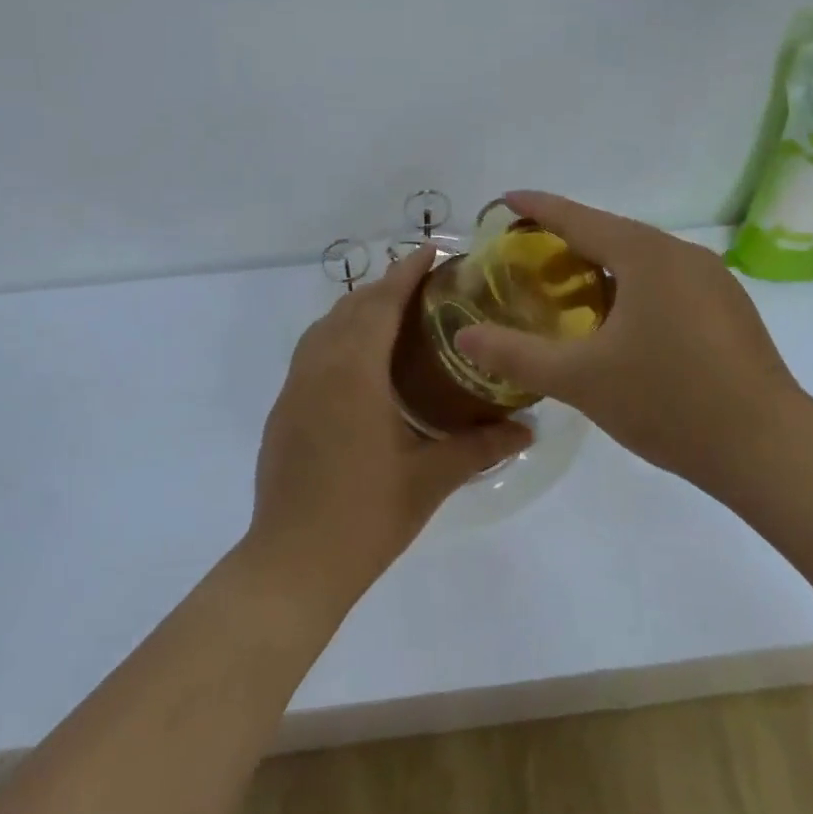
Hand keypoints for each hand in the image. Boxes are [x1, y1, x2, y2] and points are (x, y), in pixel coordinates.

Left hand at [250, 246, 532, 601]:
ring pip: (325, 327)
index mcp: (354, 371)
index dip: (407, 272)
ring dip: (358, 310)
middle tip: (426, 287)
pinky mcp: (284, 409)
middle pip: (351, 307)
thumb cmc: (366, 515)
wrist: (293, 562)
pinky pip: (312, 351)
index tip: (433, 251)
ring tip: (396, 317)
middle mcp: (318, 366)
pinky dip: (338, 336)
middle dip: (386, 287)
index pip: (381, 303)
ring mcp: (295, 387)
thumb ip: (480, 446)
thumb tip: (528, 428)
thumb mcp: (430, 478)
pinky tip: (361, 363)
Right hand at [454, 192, 812, 487]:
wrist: (769, 449)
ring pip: (642, 259)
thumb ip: (516, 354)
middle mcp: (682, 255)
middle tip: (524, 255)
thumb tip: (463, 338)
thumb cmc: (668, 402)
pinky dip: (631, 287)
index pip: (579, 218)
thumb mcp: (580, 380)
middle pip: (611, 234)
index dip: (537, 208)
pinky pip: (666, 281)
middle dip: (565, 239)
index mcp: (646, 256)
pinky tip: (618, 321)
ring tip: (564, 289)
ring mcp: (713, 281)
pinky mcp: (728, 309)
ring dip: (600, 266)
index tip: (503, 200)